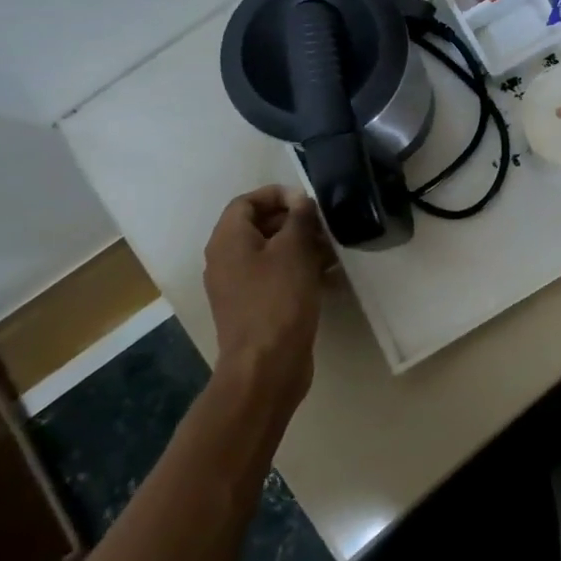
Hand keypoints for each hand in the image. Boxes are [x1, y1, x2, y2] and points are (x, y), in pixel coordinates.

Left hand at [202, 186, 329, 409]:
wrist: (266, 366)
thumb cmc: (278, 299)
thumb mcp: (294, 249)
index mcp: (228, 240)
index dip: (278, 194)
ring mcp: (238, 286)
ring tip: (334, 251)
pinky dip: (299, 270)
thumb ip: (299, 218)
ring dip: (302, 246)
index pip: (247, 201)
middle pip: (259, 225)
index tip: (309, 202)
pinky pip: (276, 276)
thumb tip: (300, 201)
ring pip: (271, 252)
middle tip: (325, 226)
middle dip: (295, 221)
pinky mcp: (254, 307)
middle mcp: (226, 260)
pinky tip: (329, 277)